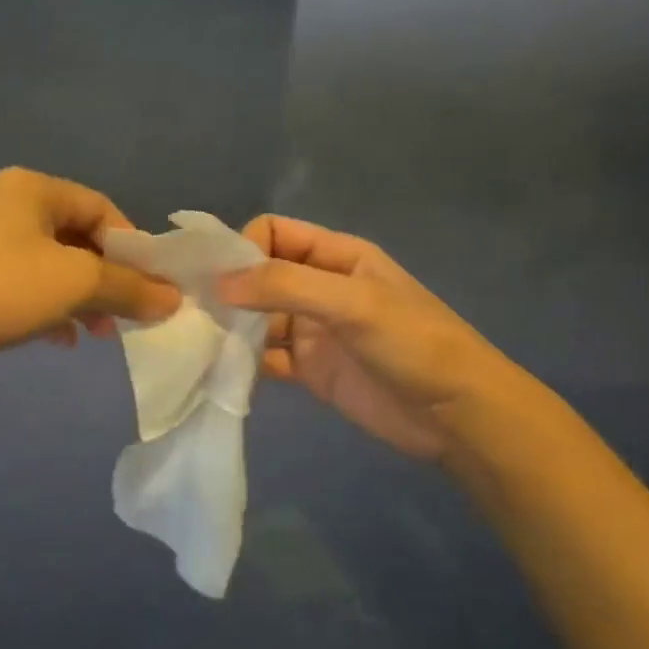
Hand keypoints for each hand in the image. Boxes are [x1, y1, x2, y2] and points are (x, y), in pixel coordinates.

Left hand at [0, 168, 179, 403]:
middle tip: (125, 317)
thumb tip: (173, 298)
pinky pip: (20, 286)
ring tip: (95, 333)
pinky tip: (56, 339)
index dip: (133, 248)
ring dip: (78, 298)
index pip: (102, 208)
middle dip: (106, 279)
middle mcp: (5, 205)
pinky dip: (45, 308)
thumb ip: (128, 288)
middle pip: (75, 238)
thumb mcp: (74, 283)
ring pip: (48, 266)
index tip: (151, 289)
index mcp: (32, 188)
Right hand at [216, 215, 523, 461]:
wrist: (457, 416)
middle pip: (258, 275)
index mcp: (335, 256)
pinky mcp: (307, 369)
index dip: (242, 248)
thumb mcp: (353, 303)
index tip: (216, 278)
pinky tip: (221, 371)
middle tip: (192, 312)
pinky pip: (264, 357)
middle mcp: (318, 287)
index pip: (273, 233)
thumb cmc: (413, 344)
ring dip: (230, 328)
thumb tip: (218, 284)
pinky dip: (242, 362)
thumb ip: (286, 286)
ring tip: (199, 344)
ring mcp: (311, 330)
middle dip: (227, 289)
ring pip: (256, 318)